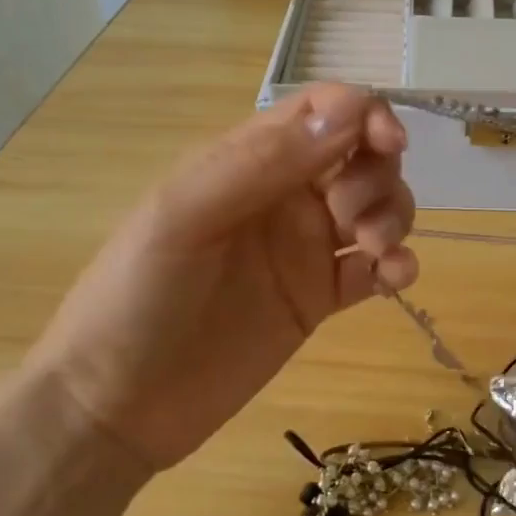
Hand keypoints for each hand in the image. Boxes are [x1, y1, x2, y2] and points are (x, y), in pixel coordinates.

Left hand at [24, 86, 415, 473]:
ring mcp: (304, 250)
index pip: (322, 112)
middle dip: (377, 174)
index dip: (365, 114)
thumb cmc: (136, 296)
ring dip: (393, 216)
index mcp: (248, 162)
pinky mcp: (319, 299)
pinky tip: (394, 279)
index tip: (388, 143)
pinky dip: (398, 265)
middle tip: (350, 220)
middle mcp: (283, 197)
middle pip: (361, 158)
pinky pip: (375, 270)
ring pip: (376, 209)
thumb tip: (351, 111)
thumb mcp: (185, 215)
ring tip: (374, 252)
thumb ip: (263, 160)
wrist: (118, 404)